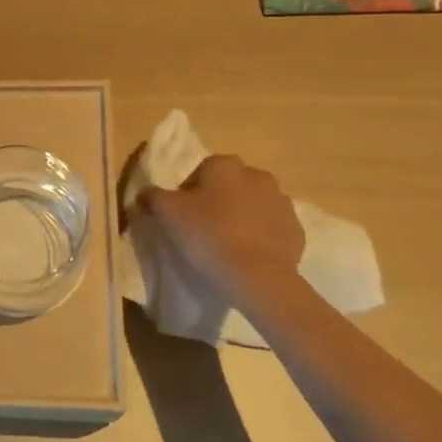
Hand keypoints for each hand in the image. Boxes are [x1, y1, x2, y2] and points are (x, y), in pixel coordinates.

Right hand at [137, 155, 305, 291]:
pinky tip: (247, 255)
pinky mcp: (296, 229)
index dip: (189, 191)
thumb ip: (152, 197)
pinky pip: (272, 227)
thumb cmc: (208, 235)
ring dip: (242, 216)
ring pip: (253, 204)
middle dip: (218, 200)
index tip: (182, 215)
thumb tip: (145, 193)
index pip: (201, 170)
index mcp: (225, 165)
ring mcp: (282, 202)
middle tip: (203, 228)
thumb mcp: (167, 213)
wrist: (257, 276)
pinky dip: (261, 236)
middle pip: (230, 185)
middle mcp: (257, 175)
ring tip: (226, 244)